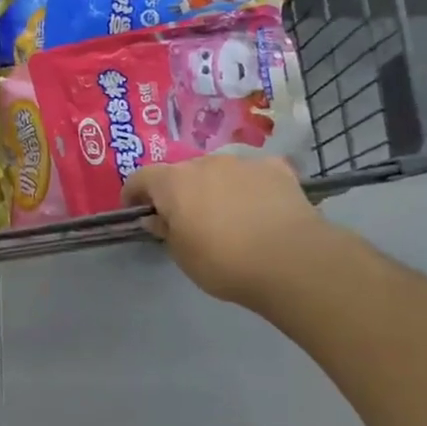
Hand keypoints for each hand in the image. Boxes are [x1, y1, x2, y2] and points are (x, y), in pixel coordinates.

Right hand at [123, 155, 326, 310]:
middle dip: (179, 191)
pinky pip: (254, 174)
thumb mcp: (183, 256)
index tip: (135, 210)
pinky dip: (251, 187)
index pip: (141, 178)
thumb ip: (166, 231)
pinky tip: (261, 208)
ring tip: (228, 215)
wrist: (292, 261)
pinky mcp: (277, 169)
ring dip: (216, 187)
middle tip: (187, 218)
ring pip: (219, 171)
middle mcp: (205, 162)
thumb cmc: (224, 262)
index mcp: (173, 182)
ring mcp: (243, 163)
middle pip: (182, 172)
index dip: (134, 193)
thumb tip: (158, 218)